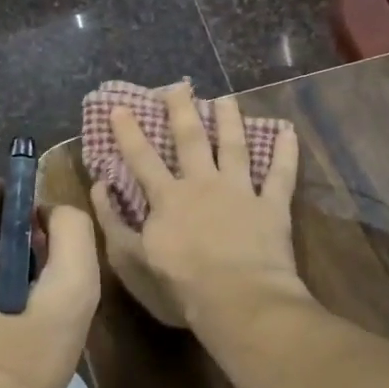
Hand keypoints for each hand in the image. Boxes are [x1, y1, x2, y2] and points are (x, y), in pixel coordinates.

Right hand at [91, 85, 303, 330]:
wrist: (238, 301)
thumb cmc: (180, 286)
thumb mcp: (132, 260)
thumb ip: (114, 222)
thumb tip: (100, 187)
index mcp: (168, 198)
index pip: (143, 158)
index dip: (129, 132)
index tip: (120, 107)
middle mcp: (203, 184)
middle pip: (191, 140)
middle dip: (182, 111)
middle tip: (178, 86)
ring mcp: (241, 192)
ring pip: (235, 147)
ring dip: (230, 121)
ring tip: (226, 99)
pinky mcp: (272, 207)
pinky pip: (281, 175)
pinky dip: (286, 153)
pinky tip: (287, 131)